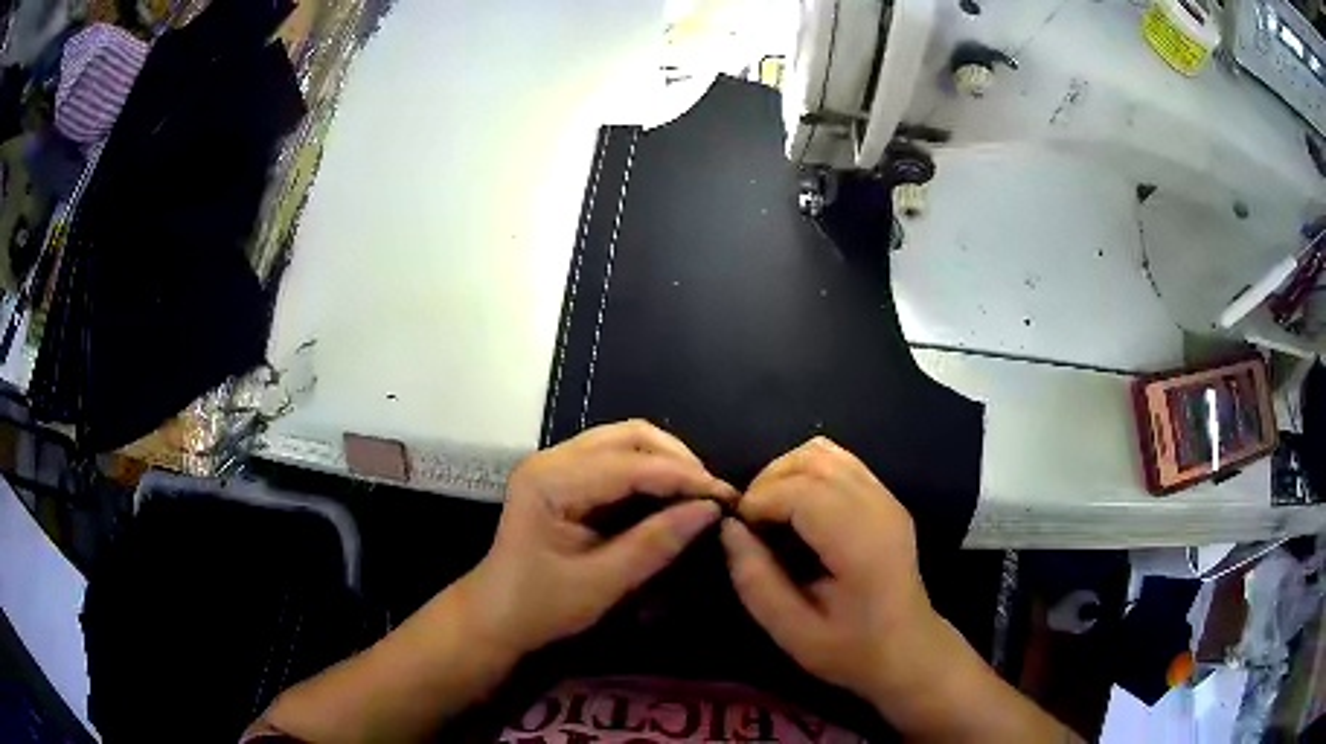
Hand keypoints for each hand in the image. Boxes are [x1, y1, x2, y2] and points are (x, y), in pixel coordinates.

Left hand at [462, 420, 736, 657]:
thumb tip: (710, 510)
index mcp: (551, 481)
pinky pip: (616, 458)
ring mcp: (556, 464)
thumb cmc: (542, 606)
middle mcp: (552, 459)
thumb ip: (655, 544)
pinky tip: (671, 494)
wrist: (496, 615)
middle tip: (712, 493)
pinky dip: (649, 471)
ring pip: (625, 441)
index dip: (683, 477)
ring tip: (698, 492)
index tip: (727, 496)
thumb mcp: (602, 583)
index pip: (630, 465)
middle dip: (678, 460)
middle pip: (629, 436)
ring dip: (666, 461)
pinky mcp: (564, 476)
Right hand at [719, 437, 943, 713]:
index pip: (801, 491)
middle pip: (811, 461)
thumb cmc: (851, 649)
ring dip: (785, 472)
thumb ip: (756, 580)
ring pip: (824, 452)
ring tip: (770, 512)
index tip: (739, 531)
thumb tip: (729, 528)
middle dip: (767, 482)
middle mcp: (878, 507)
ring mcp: (886, 496)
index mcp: (860, 543)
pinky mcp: (885, 496)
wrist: (908, 648)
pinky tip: (797, 506)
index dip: (759, 501)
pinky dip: (807, 471)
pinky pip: (839, 461)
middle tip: (750, 524)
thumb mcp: (792, 632)